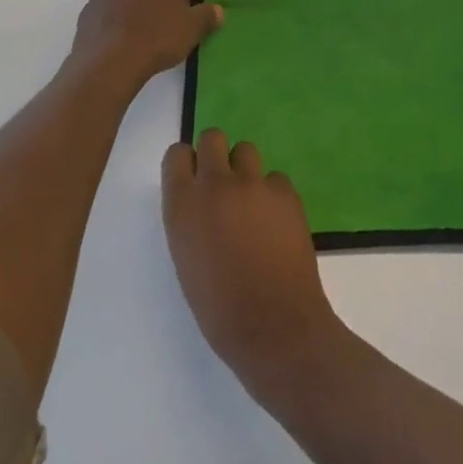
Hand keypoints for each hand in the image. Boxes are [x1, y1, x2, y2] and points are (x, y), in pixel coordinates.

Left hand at [71, 0, 222, 88]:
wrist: (108, 62)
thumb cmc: (156, 36)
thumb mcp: (193, 28)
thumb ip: (208, 15)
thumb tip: (216, 11)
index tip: (197, 1)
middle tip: (175, 4)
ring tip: (153, 21)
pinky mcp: (90, 6)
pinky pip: (113, 0)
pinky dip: (123, 9)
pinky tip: (130, 33)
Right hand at [162, 129, 345, 393]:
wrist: (274, 326)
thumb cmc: (219, 309)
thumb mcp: (186, 259)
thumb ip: (189, 220)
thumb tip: (202, 203)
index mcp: (182, 205)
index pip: (176, 153)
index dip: (186, 163)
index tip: (192, 180)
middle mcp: (215, 184)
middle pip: (213, 137)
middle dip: (215, 154)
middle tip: (223, 184)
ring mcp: (253, 184)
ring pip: (246, 150)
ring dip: (245, 170)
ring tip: (251, 202)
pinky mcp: (286, 192)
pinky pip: (275, 178)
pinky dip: (273, 194)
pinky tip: (277, 222)